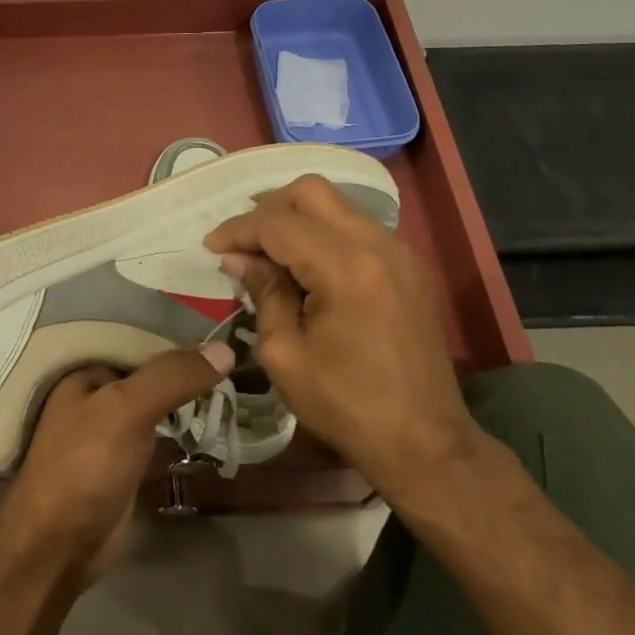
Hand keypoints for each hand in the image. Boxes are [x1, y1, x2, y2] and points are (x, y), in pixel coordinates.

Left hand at [0, 346, 231, 585]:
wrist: (59, 547)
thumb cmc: (84, 465)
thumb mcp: (126, 409)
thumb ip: (172, 377)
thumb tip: (226, 349)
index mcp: (85, 372)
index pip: (138, 339)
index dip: (177, 334)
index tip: (222, 328)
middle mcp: (97, 396)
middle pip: (151, 374)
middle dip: (188, 368)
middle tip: (240, 355)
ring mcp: (113, 432)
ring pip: (159, 405)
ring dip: (191, 398)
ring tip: (239, 380)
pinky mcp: (128, 465)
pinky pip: (163, 436)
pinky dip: (186, 430)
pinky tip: (219, 421)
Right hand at [205, 174, 481, 503]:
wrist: (425, 442)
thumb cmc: (346, 405)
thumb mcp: (285, 353)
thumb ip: (263, 292)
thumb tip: (238, 258)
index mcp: (345, 267)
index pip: (278, 224)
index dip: (237, 229)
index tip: (210, 246)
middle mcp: (377, 244)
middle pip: (312, 192)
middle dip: (268, 208)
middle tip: (241, 242)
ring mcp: (399, 252)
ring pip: (337, 205)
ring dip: (297, 219)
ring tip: (268, 254)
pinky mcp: (409, 267)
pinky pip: (357, 227)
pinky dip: (324, 233)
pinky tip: (305, 267)